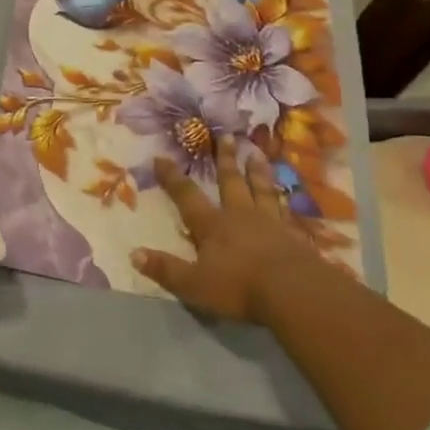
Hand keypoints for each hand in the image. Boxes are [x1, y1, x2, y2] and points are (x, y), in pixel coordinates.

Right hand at [133, 136, 328, 325]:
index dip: (172, 178)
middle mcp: (240, 216)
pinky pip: (286, 211)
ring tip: (257, 154)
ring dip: (257, 171)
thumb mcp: (194, 285)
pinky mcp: (294, 236)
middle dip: (225, 160)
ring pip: (261, 190)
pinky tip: (286, 194)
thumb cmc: (239, 288)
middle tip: (226, 136)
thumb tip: (134, 253)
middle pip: (231, 182)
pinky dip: (283, 199)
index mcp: (213, 226)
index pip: (187, 196)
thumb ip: (166, 269)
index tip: (161, 157)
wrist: (295, 293)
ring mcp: (270, 223)